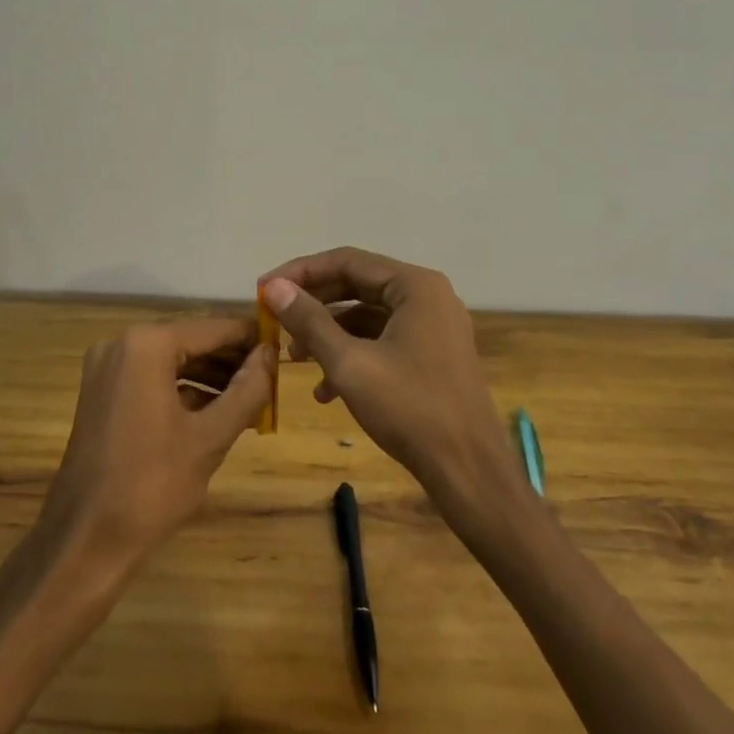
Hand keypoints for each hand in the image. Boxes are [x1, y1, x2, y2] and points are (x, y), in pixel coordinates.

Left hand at [39, 319, 272, 572]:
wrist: (84, 539)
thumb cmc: (152, 485)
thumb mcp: (211, 437)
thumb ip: (247, 389)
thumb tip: (270, 354)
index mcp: (147, 345)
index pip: (213, 328)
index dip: (251, 338)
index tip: (283, 349)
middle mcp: (122, 344)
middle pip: (191, 341)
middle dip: (231, 360)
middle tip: (271, 379)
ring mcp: (106, 368)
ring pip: (172, 361)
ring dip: (210, 377)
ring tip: (252, 399)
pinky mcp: (101, 393)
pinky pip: (151, 379)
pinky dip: (183, 391)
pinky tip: (215, 413)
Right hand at [260, 248, 527, 526]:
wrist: (469, 472)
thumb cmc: (409, 409)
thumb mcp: (349, 363)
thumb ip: (310, 320)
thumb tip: (274, 287)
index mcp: (415, 286)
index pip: (347, 261)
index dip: (301, 272)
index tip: (265, 289)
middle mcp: (428, 297)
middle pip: (358, 285)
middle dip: (314, 305)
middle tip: (275, 319)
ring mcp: (433, 327)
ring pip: (368, 316)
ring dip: (329, 333)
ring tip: (295, 359)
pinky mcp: (433, 356)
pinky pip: (384, 341)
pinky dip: (353, 355)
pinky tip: (326, 391)